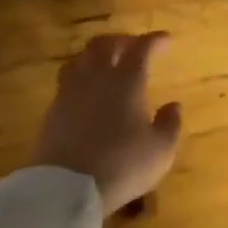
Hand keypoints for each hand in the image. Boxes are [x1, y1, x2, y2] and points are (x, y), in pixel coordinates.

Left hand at [34, 33, 182, 212]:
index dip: (155, 40)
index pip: (141, 48)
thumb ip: (171, 124)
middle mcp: (96, 78)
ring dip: (96, 54)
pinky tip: (87, 88)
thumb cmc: (123, 165)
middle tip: (133, 45)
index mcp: (126, 81)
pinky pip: (67, 79)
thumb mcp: (160, 150)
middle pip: (104, 44)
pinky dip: (81, 74)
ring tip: (106, 62)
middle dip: (122, 39)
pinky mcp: (53, 110)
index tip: (166, 39)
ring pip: (80, 58)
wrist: (67, 187)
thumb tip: (174, 105)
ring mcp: (70, 92)